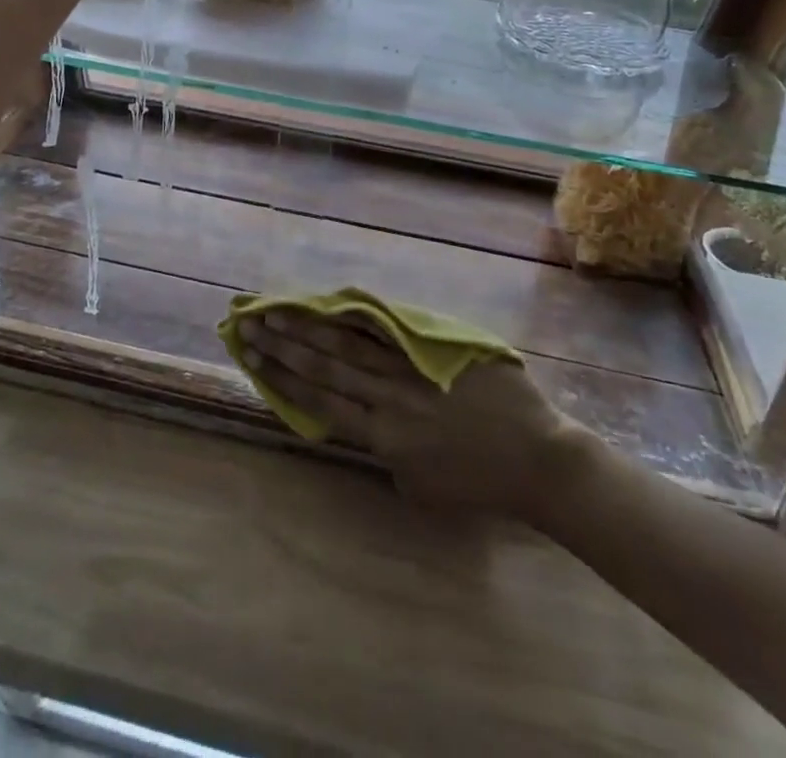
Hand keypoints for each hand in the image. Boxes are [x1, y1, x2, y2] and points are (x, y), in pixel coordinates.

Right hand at [240, 310, 579, 518]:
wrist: (536, 458)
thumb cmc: (479, 481)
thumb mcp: (420, 484)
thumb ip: (386, 451)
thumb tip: (365, 419)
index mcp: (383, 438)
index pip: (320, 402)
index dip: (283, 378)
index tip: (253, 358)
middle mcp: (388, 399)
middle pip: (325, 366)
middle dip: (284, 345)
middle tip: (249, 324)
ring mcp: (411, 369)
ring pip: (350, 343)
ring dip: (309, 326)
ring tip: (277, 309)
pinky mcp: (434, 348)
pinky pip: (390, 328)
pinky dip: (359, 315)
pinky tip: (335, 301)